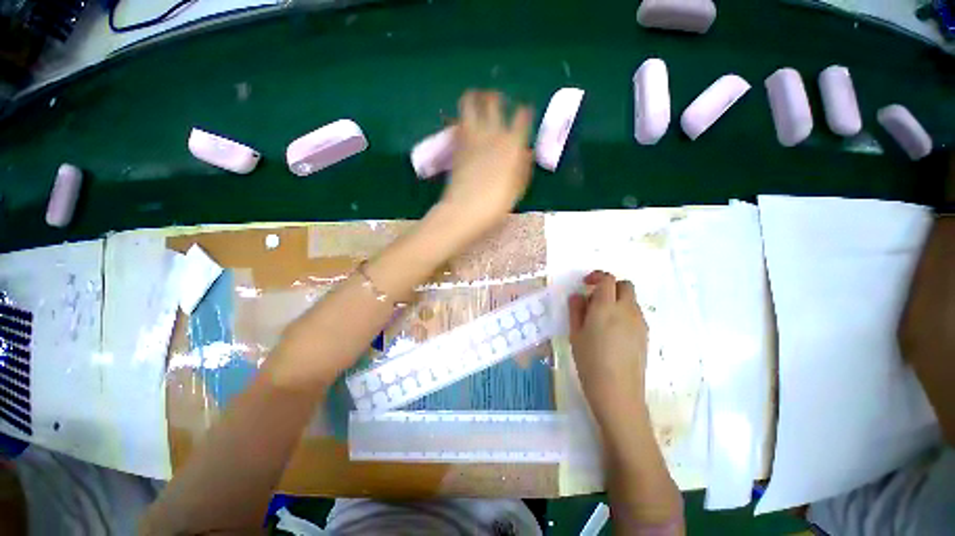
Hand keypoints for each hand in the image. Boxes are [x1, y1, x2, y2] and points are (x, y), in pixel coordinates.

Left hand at [428, 90, 533, 249]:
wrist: (466, 209)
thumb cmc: (497, 203)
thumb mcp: (518, 188)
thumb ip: (523, 167)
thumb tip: (526, 152)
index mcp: (513, 144)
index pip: (522, 115)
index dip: (524, 111)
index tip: (524, 111)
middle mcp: (492, 134)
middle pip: (494, 102)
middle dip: (496, 98)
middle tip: (497, 100)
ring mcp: (471, 137)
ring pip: (470, 104)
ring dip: (474, 98)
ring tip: (477, 100)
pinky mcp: (456, 144)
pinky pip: (458, 122)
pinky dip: (461, 118)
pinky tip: (464, 122)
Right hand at [569, 271, 649, 423]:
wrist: (618, 391)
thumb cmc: (590, 361)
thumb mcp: (575, 334)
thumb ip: (576, 310)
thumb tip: (579, 296)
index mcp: (606, 307)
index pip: (607, 279)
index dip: (596, 276)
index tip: (586, 284)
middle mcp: (627, 310)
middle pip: (625, 285)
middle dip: (610, 286)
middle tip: (595, 300)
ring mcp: (639, 322)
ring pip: (631, 300)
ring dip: (617, 300)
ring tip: (602, 319)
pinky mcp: (646, 334)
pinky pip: (635, 314)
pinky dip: (624, 313)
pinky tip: (613, 332)